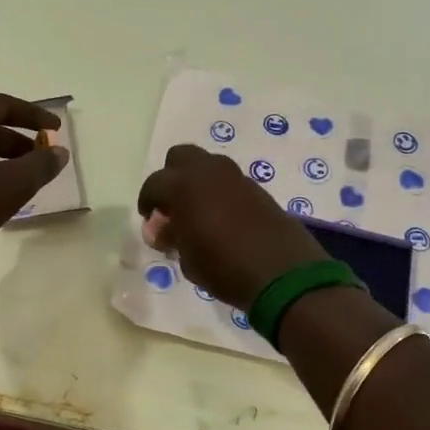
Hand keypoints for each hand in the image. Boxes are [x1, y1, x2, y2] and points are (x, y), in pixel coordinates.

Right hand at [136, 145, 326, 308]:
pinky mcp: (258, 189)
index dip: (148, 200)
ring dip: (198, 182)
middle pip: (181, 156)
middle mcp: (209, 172)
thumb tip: (160, 228)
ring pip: (208, 165)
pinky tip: (222, 218)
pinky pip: (229, 181)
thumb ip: (170, 237)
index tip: (150, 219)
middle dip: (172, 176)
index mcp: (184, 185)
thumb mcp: (187, 259)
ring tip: (197, 212)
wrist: (282, 272)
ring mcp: (236, 178)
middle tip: (172, 205)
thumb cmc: (223, 267)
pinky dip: (220, 192)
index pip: (154, 183)